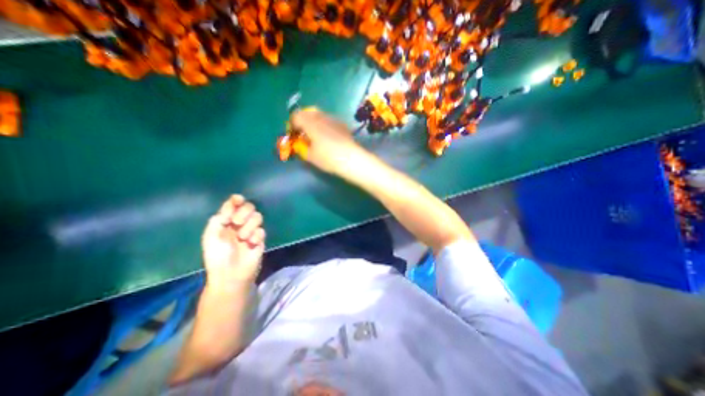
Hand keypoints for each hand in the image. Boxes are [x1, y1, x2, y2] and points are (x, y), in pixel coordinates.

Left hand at [202, 195, 265, 285]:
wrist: (230, 274)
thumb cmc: (217, 256)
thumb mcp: (211, 236)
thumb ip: (218, 219)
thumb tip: (231, 207)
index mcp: (226, 221)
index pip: (234, 205)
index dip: (236, 200)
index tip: (238, 200)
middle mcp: (240, 223)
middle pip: (249, 207)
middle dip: (244, 212)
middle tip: (236, 222)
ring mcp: (251, 231)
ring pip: (258, 217)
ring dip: (249, 226)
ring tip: (243, 238)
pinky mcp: (260, 239)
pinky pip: (262, 231)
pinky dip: (256, 236)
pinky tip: (250, 244)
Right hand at [290, 108, 368, 175]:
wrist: (351, 159)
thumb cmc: (328, 158)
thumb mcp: (310, 156)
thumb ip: (302, 147)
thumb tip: (300, 143)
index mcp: (310, 123)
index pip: (296, 116)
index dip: (292, 124)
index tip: (294, 135)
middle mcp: (321, 117)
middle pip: (308, 112)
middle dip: (303, 121)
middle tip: (303, 133)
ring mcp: (333, 119)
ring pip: (319, 115)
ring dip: (314, 122)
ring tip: (316, 135)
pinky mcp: (342, 124)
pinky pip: (329, 120)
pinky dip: (324, 125)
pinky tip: (328, 136)